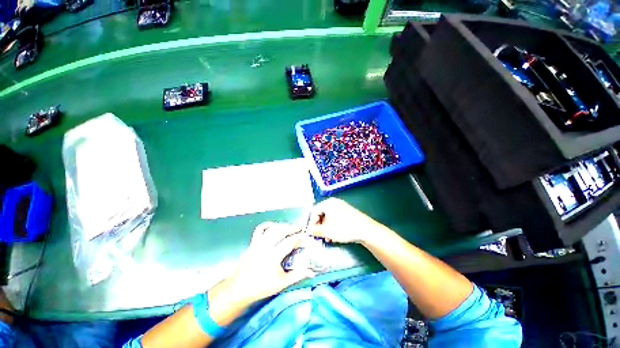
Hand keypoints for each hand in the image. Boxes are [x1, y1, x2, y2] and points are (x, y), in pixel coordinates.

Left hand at [226, 222, 314, 304]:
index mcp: (273, 256)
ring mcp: (258, 243)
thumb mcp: (281, 283)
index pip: (290, 242)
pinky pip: (260, 229)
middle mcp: (266, 246)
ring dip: (282, 225)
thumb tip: (311, 271)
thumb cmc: (260, 287)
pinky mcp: (252, 243)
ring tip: (290, 227)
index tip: (305, 237)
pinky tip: (274, 226)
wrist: (238, 289)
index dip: (299, 238)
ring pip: (272, 228)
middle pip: (281, 230)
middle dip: (293, 228)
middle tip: (300, 228)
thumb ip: (297, 275)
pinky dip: (268, 225)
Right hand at [308, 198, 381, 243]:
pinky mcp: (347, 212)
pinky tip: (334, 235)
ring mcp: (342, 206)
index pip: (314, 211)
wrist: (365, 229)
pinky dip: (333, 226)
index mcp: (328, 203)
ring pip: (329, 217)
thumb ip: (316, 230)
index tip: (311, 232)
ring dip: (326, 228)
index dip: (311, 222)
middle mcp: (334, 202)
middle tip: (319, 235)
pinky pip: (336, 218)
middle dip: (319, 226)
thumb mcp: (327, 231)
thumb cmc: (344, 228)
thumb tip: (309, 231)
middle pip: (322, 213)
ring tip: (328, 238)